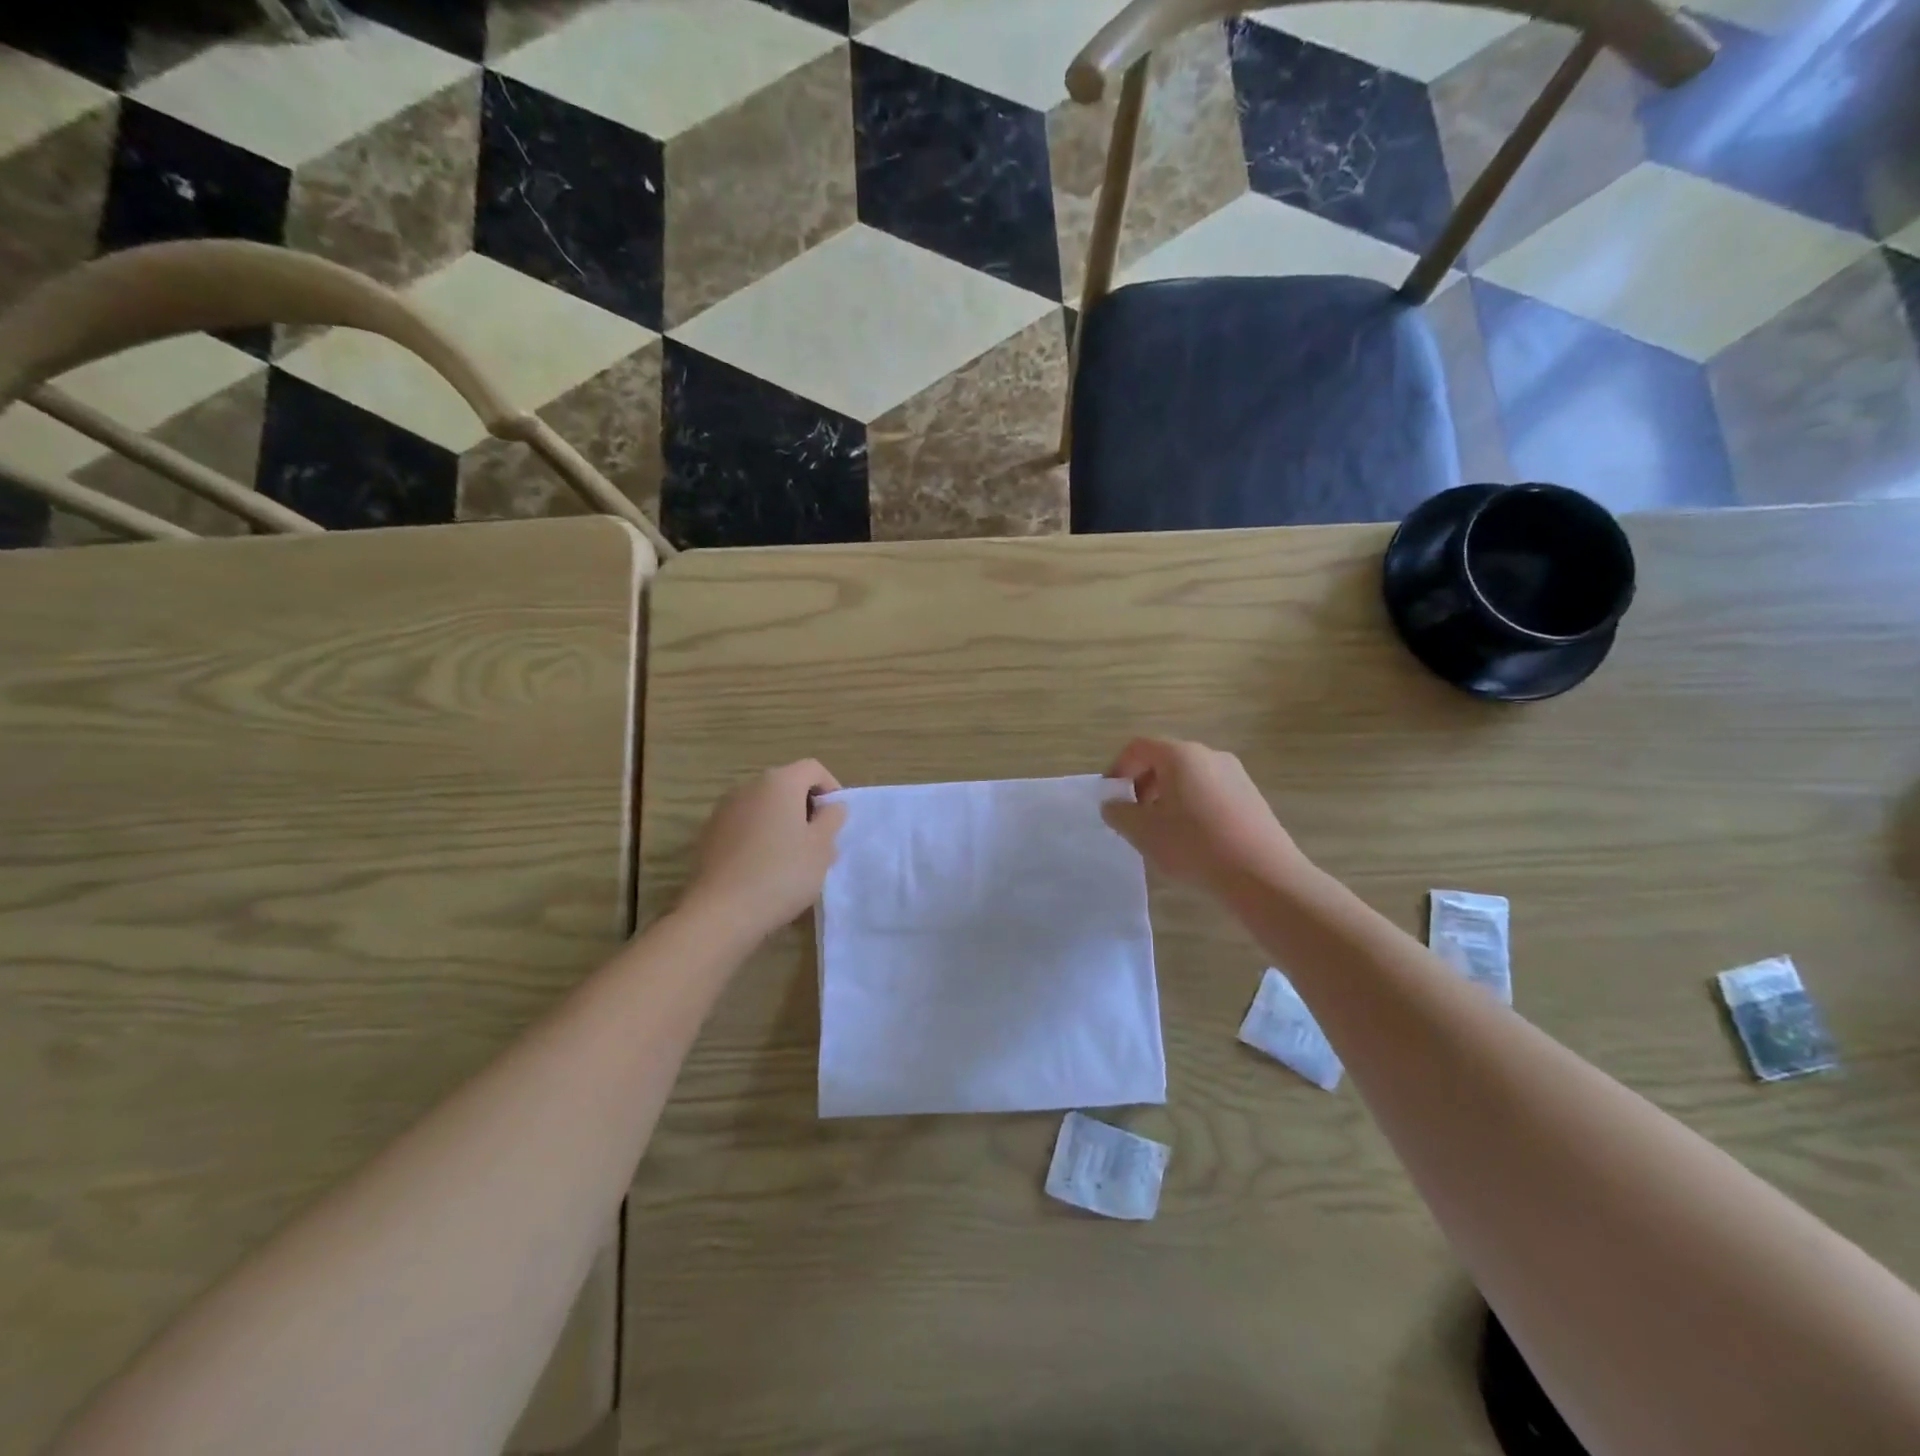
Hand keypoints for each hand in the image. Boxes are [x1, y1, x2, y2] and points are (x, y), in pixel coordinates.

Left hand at [685, 760, 846, 937]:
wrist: (722, 911)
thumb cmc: (782, 873)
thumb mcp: (822, 847)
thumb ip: (832, 819)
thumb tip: (831, 806)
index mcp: (779, 782)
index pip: (813, 768)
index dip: (831, 788)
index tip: (837, 818)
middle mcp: (748, 787)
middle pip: (786, 785)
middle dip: (806, 808)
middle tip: (820, 842)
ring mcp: (724, 810)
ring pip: (764, 807)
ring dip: (782, 823)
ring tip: (793, 859)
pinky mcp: (709, 834)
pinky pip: (744, 825)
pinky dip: (759, 836)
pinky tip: (764, 868)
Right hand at [1101, 738, 1307, 893]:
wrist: (1262, 875)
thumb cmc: (1193, 845)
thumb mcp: (1143, 832)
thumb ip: (1119, 813)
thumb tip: (1112, 804)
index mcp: (1180, 755)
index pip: (1138, 748)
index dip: (1118, 769)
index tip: (1112, 798)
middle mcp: (1209, 755)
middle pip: (1165, 760)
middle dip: (1143, 785)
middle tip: (1135, 817)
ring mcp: (1235, 775)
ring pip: (1189, 778)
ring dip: (1167, 798)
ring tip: (1163, 833)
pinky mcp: (1251, 797)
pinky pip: (1211, 793)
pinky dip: (1192, 807)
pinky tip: (1194, 840)